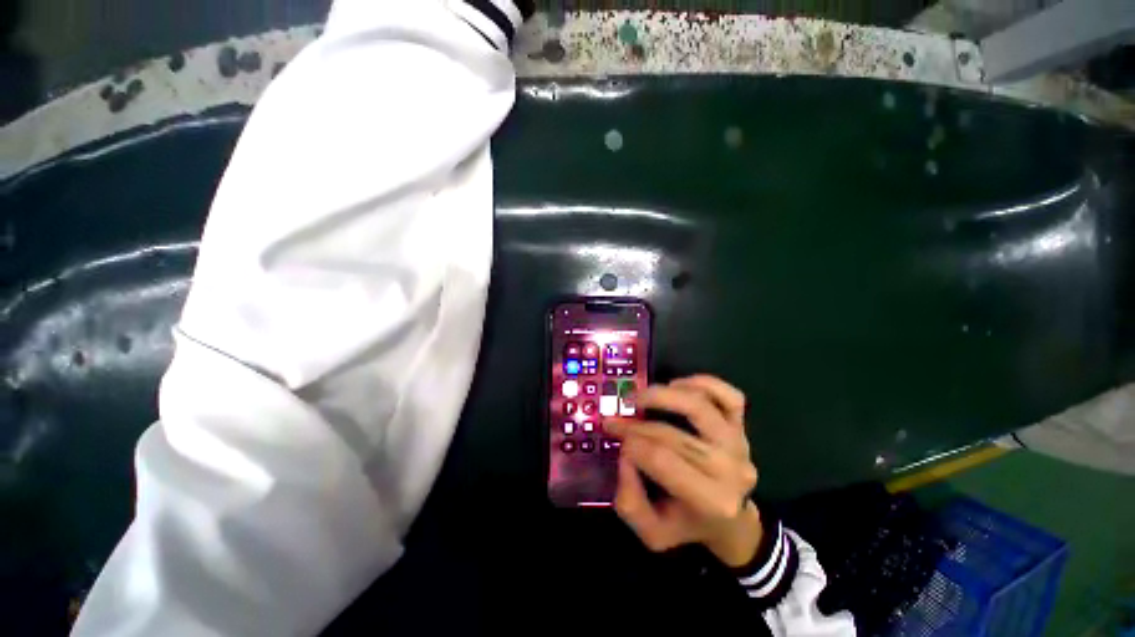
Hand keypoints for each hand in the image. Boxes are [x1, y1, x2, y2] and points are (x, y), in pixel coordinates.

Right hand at [606, 375, 762, 566]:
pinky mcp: (741, 426)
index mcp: (711, 500)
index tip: (614, 438)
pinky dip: (702, 383)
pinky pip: (728, 395)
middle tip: (614, 421)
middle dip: (635, 425)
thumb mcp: (652, 533)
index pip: (661, 459)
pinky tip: (677, 386)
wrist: (732, 521)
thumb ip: (630, 501)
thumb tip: (625, 455)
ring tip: (640, 398)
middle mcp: (730, 468)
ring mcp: (738, 442)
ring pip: (700, 405)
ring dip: (663, 395)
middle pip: (672, 434)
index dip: (630, 444)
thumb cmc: (688, 525)